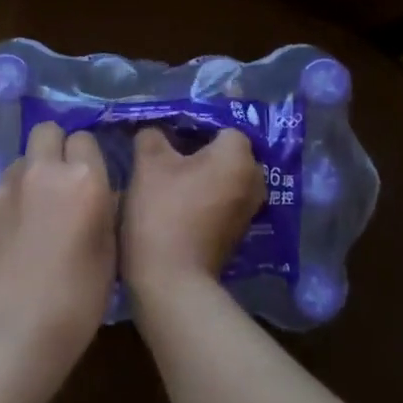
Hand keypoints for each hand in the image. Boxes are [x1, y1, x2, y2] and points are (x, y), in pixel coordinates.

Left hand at [0, 121, 116, 402]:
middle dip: (59, 147)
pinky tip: (22, 230)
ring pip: (24, 157)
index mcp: (83, 179)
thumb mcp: (110, 255)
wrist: (9, 333)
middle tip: (68, 182)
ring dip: (36, 170)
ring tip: (44, 208)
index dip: (92, 158)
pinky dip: (17, 195)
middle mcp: (42, 171)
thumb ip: (106, 211)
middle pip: (48, 131)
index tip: (96, 182)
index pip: (86, 139)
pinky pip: (6, 185)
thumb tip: (103, 195)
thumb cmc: (75, 301)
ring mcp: (7, 187)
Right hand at [121, 128, 264, 304]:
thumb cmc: (162, 212)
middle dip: (198, 147)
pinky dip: (204, 194)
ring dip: (201, 172)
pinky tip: (177, 199)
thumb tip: (154, 131)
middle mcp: (254, 179)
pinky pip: (222, 197)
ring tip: (168, 175)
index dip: (193, 123)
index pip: (221, 123)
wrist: (172, 279)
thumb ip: (152, 136)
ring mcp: (249, 208)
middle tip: (165, 151)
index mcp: (238, 156)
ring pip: (224, 175)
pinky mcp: (238, 230)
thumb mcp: (148, 164)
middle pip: (226, 149)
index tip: (167, 129)